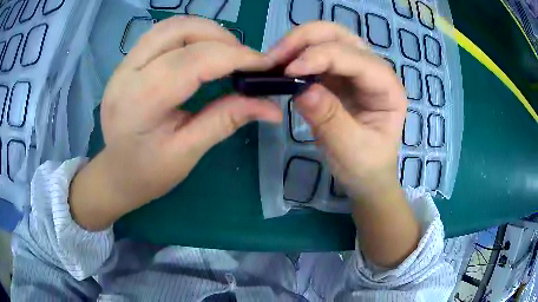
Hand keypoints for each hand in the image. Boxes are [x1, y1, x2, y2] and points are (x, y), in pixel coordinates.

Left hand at [69, 17, 281, 230]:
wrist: (116, 173)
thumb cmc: (148, 173)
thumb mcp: (188, 153)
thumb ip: (226, 120)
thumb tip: (271, 106)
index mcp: (139, 102)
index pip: (192, 62)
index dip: (234, 57)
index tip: (264, 65)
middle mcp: (126, 73)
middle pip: (179, 31)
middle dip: (221, 38)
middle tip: (244, 59)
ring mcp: (123, 64)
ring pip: (170, 25)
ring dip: (205, 31)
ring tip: (226, 52)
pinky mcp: (126, 62)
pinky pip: (162, 33)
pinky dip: (189, 34)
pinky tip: (201, 50)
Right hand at [267, 22, 405, 200]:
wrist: (366, 175)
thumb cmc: (366, 165)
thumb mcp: (350, 149)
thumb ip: (330, 119)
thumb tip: (302, 90)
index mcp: (388, 88)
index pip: (355, 58)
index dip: (321, 56)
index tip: (288, 71)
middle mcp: (374, 70)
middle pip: (340, 36)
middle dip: (306, 39)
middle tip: (275, 56)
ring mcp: (355, 70)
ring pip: (326, 38)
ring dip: (297, 44)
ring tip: (273, 61)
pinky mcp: (337, 76)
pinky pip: (315, 55)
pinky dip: (295, 56)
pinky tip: (280, 68)